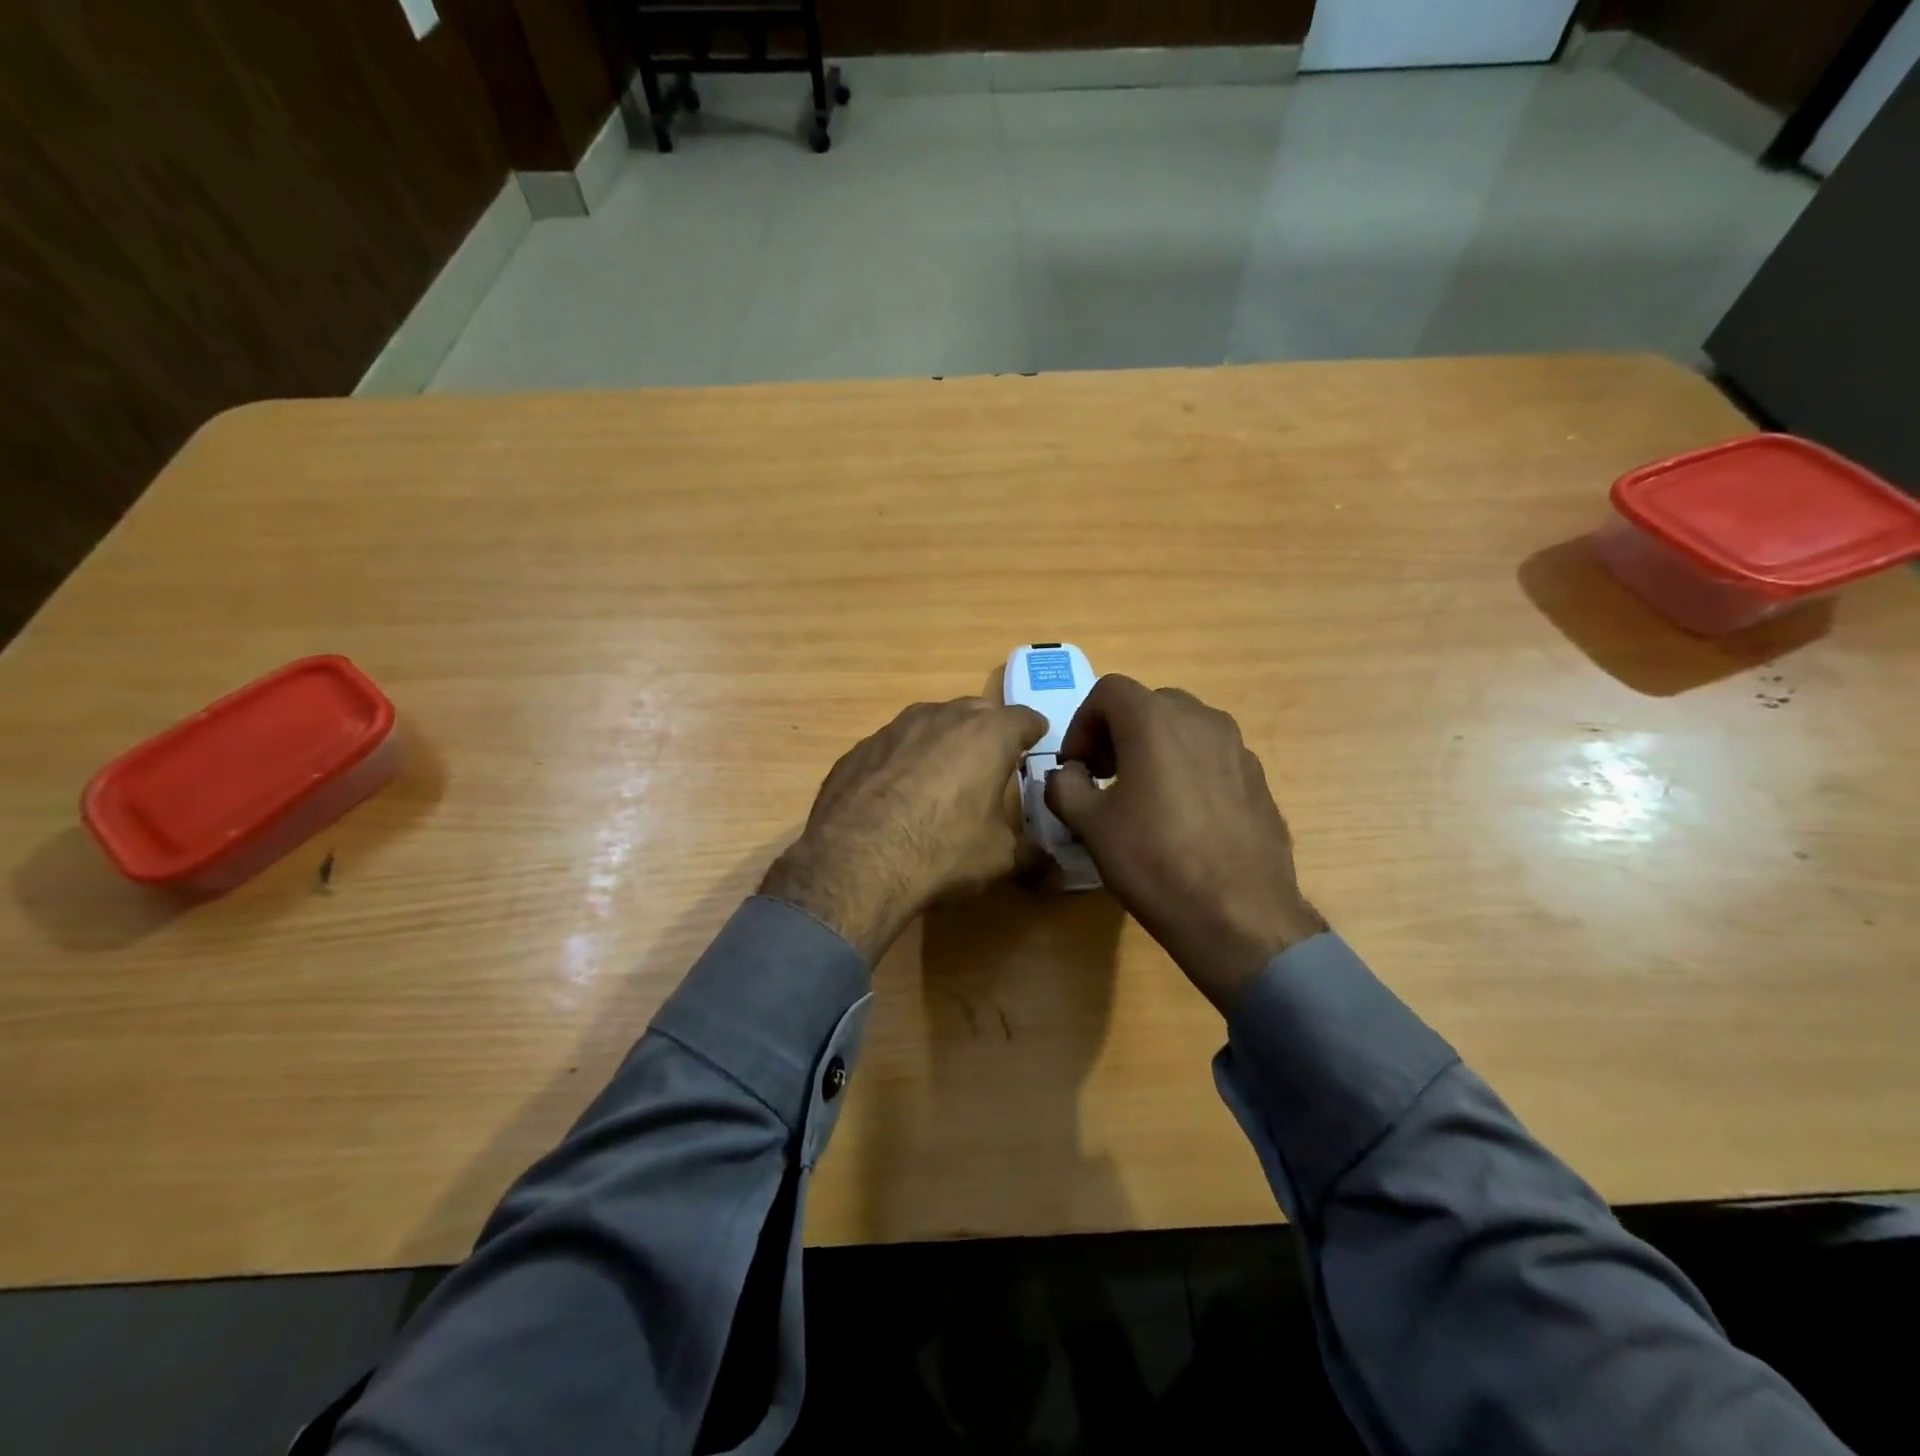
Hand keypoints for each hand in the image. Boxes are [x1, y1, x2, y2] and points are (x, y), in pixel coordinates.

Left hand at [761, 698, 1047, 962]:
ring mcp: (894, 728)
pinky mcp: (859, 748)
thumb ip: (1031, 856)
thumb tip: (1055, 871)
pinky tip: (897, 792)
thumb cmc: (942, 851)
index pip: (1024, 717)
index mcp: (986, 735)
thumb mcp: (999, 858)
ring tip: (943, 773)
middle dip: (988, 730)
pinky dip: (904, 759)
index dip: (1034, 730)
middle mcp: (941, 718)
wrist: (855, 863)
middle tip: (991, 760)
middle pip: (976, 711)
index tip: (1036, 741)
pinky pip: (893, 745)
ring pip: (930, 721)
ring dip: (943, 739)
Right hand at [1043, 675, 1325, 1012]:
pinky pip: (1212, 757)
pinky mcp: (1258, 778)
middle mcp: (1202, 719)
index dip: (1082, 723)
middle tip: (1103, 776)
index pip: (1108, 691)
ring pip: (1183, 729)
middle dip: (1117, 732)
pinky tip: (1182, 818)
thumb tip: (1067, 774)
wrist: (1239, 916)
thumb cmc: (1155, 861)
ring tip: (1142, 796)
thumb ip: (1065, 786)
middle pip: (1148, 705)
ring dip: (1154, 748)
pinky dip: (1187, 769)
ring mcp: (1237, 748)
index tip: (1077, 766)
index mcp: (1155, 720)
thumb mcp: (1090, 825)